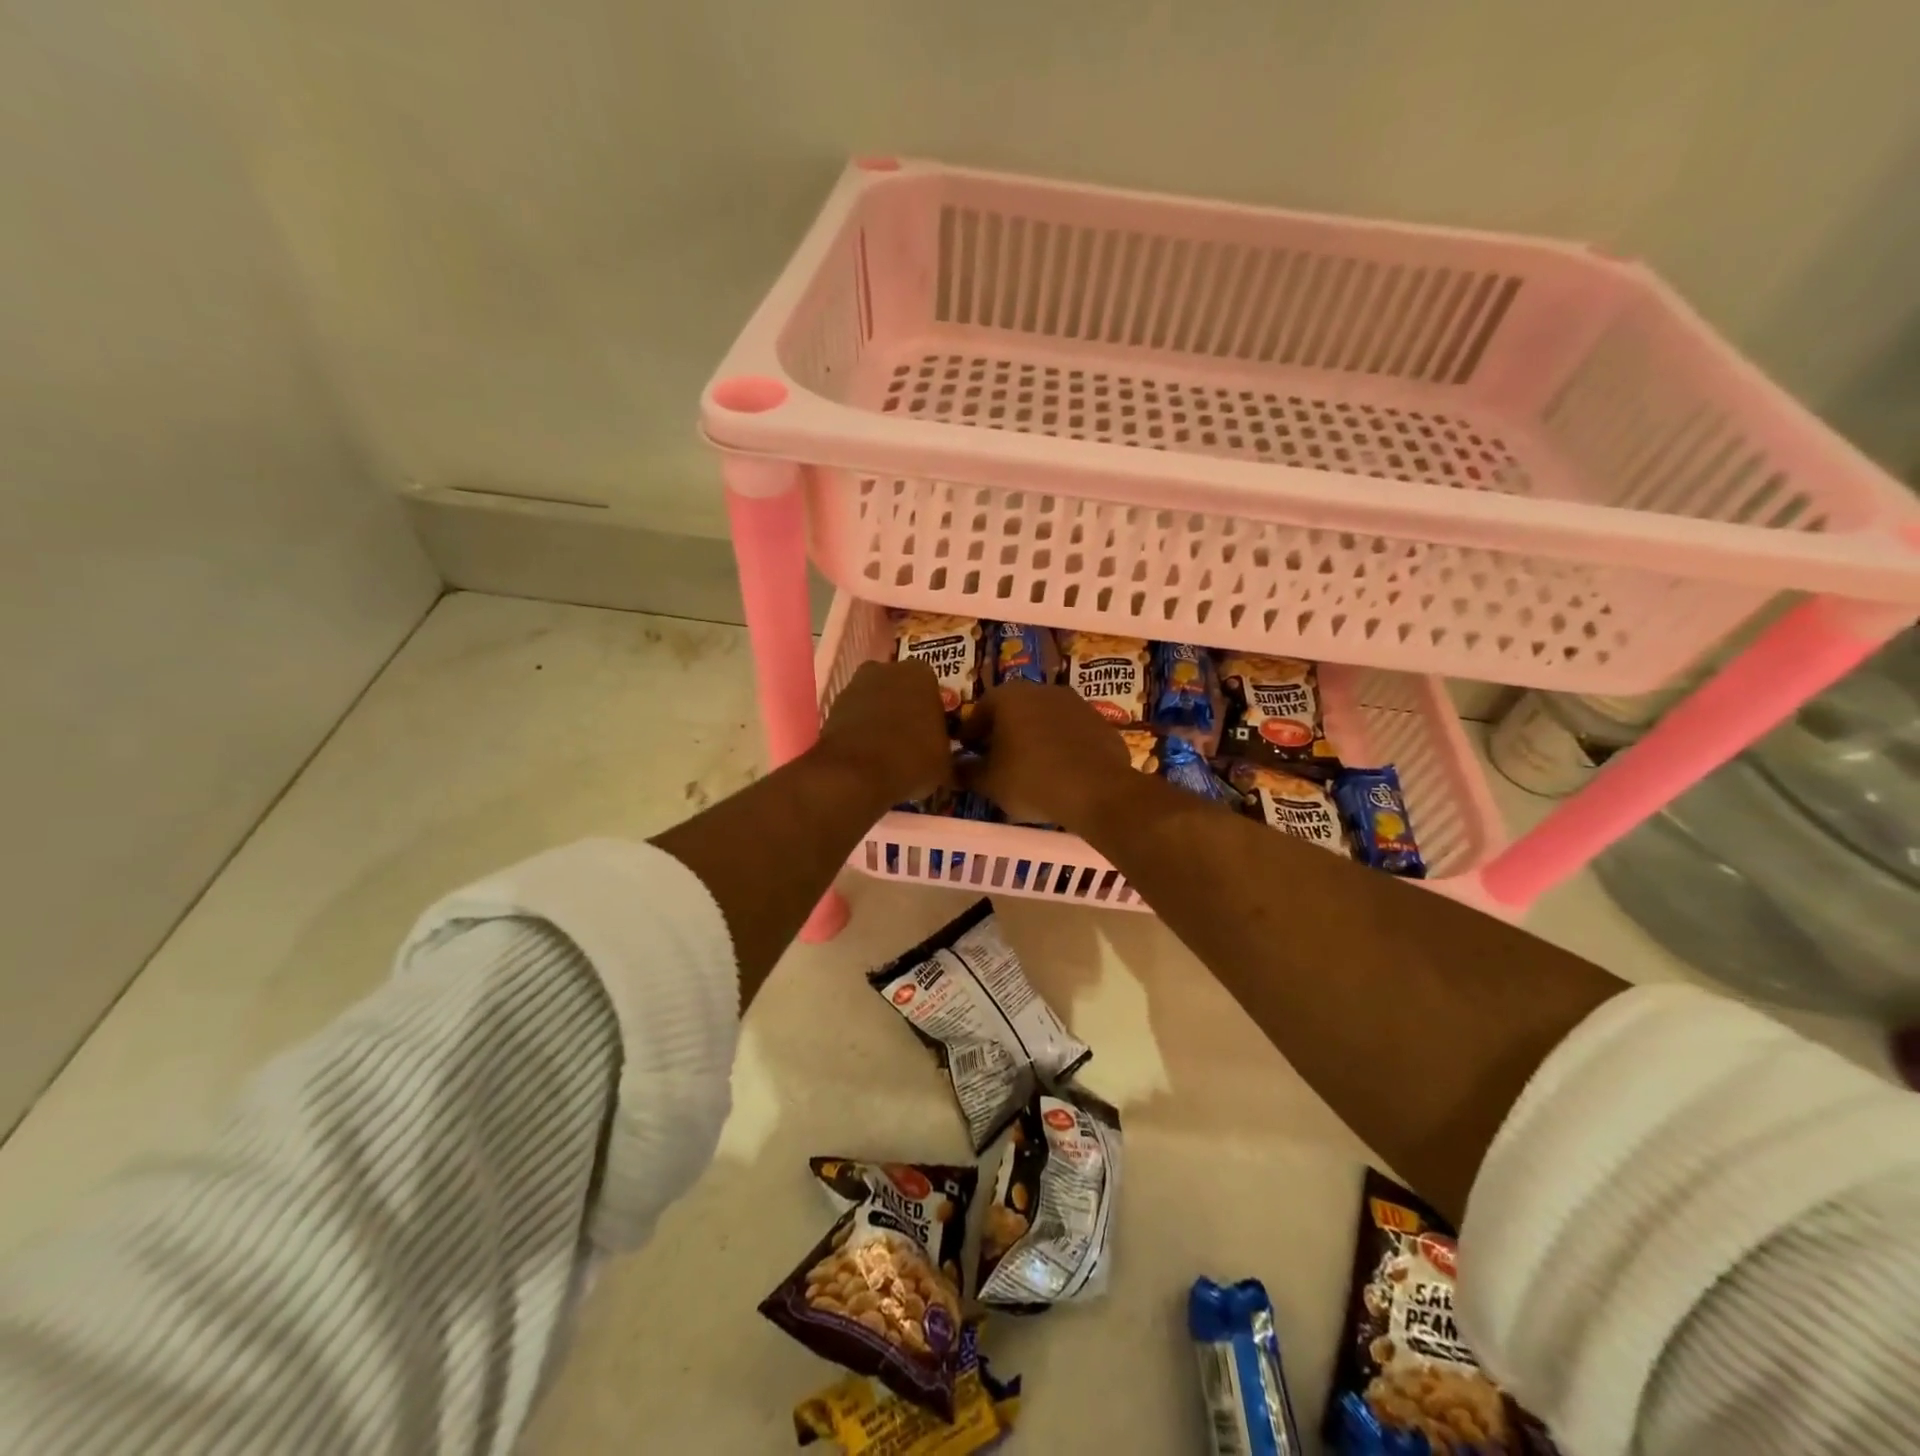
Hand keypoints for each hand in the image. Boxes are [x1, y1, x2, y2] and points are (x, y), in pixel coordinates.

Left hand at [813, 659, 954, 805]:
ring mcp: (854, 685)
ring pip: (875, 701)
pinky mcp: (832, 706)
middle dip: (904, 710)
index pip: (932, 690)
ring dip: (880, 719)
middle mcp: (886, 669)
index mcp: (921, 674)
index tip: (931, 736)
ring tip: (887, 753)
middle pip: (900, 690)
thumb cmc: (911, 760)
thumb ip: (944, 749)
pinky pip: (854, 716)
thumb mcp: (944, 763)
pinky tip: (866, 756)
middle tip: (910, 741)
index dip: (931, 714)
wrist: (854, 774)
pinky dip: (859, 731)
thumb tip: (941, 757)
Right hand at [957, 683, 1133, 829]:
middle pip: (1014, 710)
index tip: (968, 754)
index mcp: (1009, 696)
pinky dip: (1062, 746)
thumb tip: (955, 768)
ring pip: (1044, 719)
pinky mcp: (1101, 722)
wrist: (1097, 790)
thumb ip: (967, 772)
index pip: (979, 711)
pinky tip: (1061, 771)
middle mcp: (1042, 689)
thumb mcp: (989, 782)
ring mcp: (1076, 703)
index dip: (971, 735)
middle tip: (997, 760)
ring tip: (1030, 768)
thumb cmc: (1031, 780)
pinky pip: (1071, 733)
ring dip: (1034, 737)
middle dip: (1003, 733)